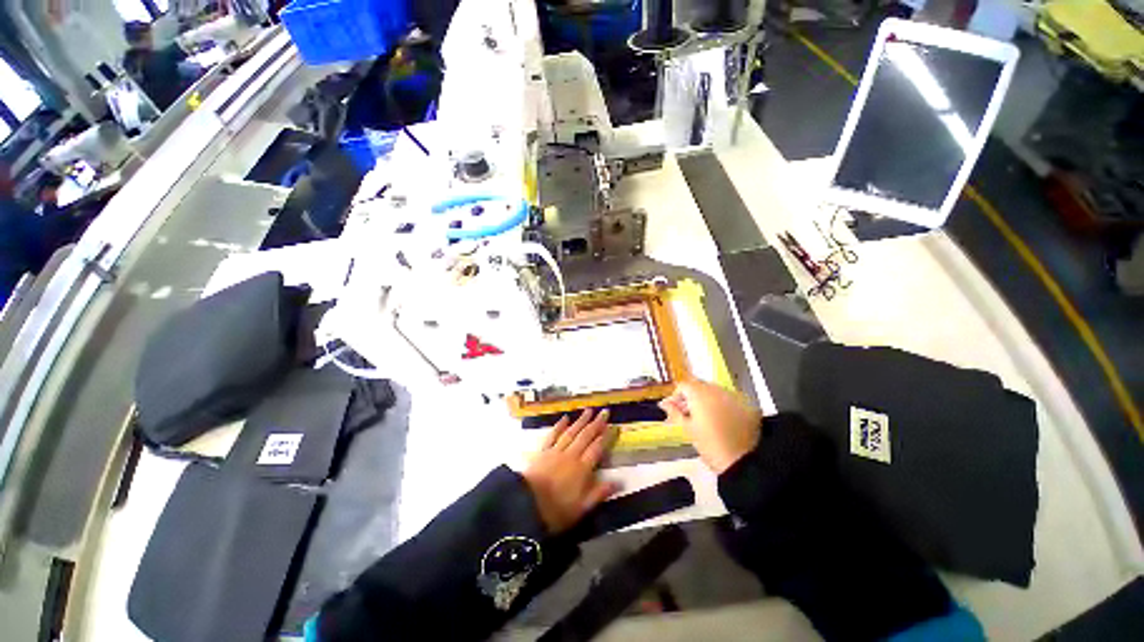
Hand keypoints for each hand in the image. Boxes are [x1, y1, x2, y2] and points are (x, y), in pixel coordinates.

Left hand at [522, 409, 619, 533]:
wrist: (527, 506)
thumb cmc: (557, 511)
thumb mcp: (582, 508)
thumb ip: (600, 492)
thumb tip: (620, 481)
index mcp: (582, 469)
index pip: (597, 448)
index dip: (606, 437)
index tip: (614, 426)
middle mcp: (571, 455)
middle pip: (586, 436)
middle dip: (596, 423)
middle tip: (605, 412)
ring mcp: (556, 451)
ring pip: (571, 432)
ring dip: (581, 420)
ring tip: (589, 410)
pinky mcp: (543, 451)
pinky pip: (553, 435)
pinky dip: (559, 426)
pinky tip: (565, 418)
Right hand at [659, 380, 761, 473]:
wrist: (741, 461)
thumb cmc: (709, 445)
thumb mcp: (687, 428)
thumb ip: (674, 412)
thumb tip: (664, 403)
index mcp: (700, 394)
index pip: (683, 385)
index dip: (676, 396)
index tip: (674, 408)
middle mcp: (717, 390)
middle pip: (699, 386)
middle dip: (692, 397)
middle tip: (688, 414)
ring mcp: (733, 396)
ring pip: (715, 392)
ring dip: (707, 400)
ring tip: (705, 418)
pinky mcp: (747, 405)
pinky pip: (730, 400)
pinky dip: (723, 405)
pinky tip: (722, 420)